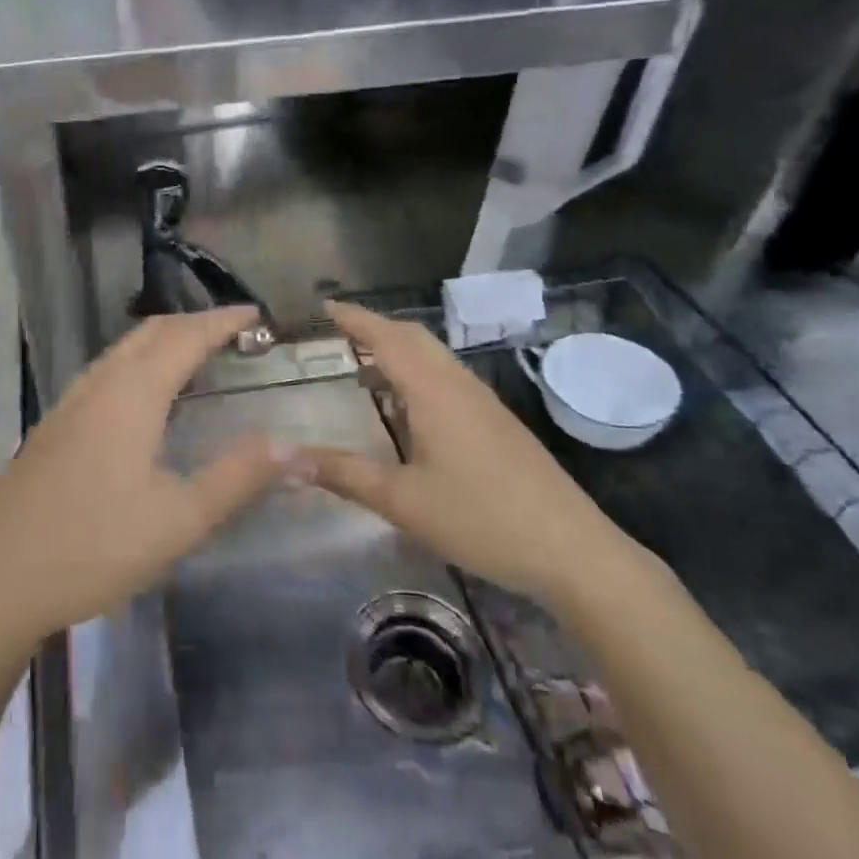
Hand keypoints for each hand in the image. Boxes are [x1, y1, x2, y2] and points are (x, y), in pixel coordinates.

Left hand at [0, 307, 289, 649]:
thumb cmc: (95, 547)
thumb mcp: (180, 519)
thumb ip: (238, 477)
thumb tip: (292, 445)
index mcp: (133, 394)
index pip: (186, 337)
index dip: (222, 321)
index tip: (255, 314)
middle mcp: (99, 384)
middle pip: (151, 332)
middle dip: (194, 323)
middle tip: (232, 331)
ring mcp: (69, 403)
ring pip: (122, 350)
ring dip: (162, 340)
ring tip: (194, 354)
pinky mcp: (52, 426)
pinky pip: (104, 372)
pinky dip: (136, 362)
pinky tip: (141, 397)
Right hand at [308, 302, 644, 607]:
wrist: (574, 551)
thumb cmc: (482, 519)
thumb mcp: (402, 502)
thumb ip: (343, 474)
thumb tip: (285, 458)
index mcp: (433, 391)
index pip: (387, 336)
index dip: (353, 318)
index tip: (322, 307)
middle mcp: (458, 385)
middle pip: (413, 337)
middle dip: (374, 328)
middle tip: (337, 335)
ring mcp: (483, 402)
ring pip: (434, 357)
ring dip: (398, 350)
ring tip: (363, 369)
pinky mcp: (498, 422)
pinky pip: (448, 378)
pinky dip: (417, 373)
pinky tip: (408, 409)